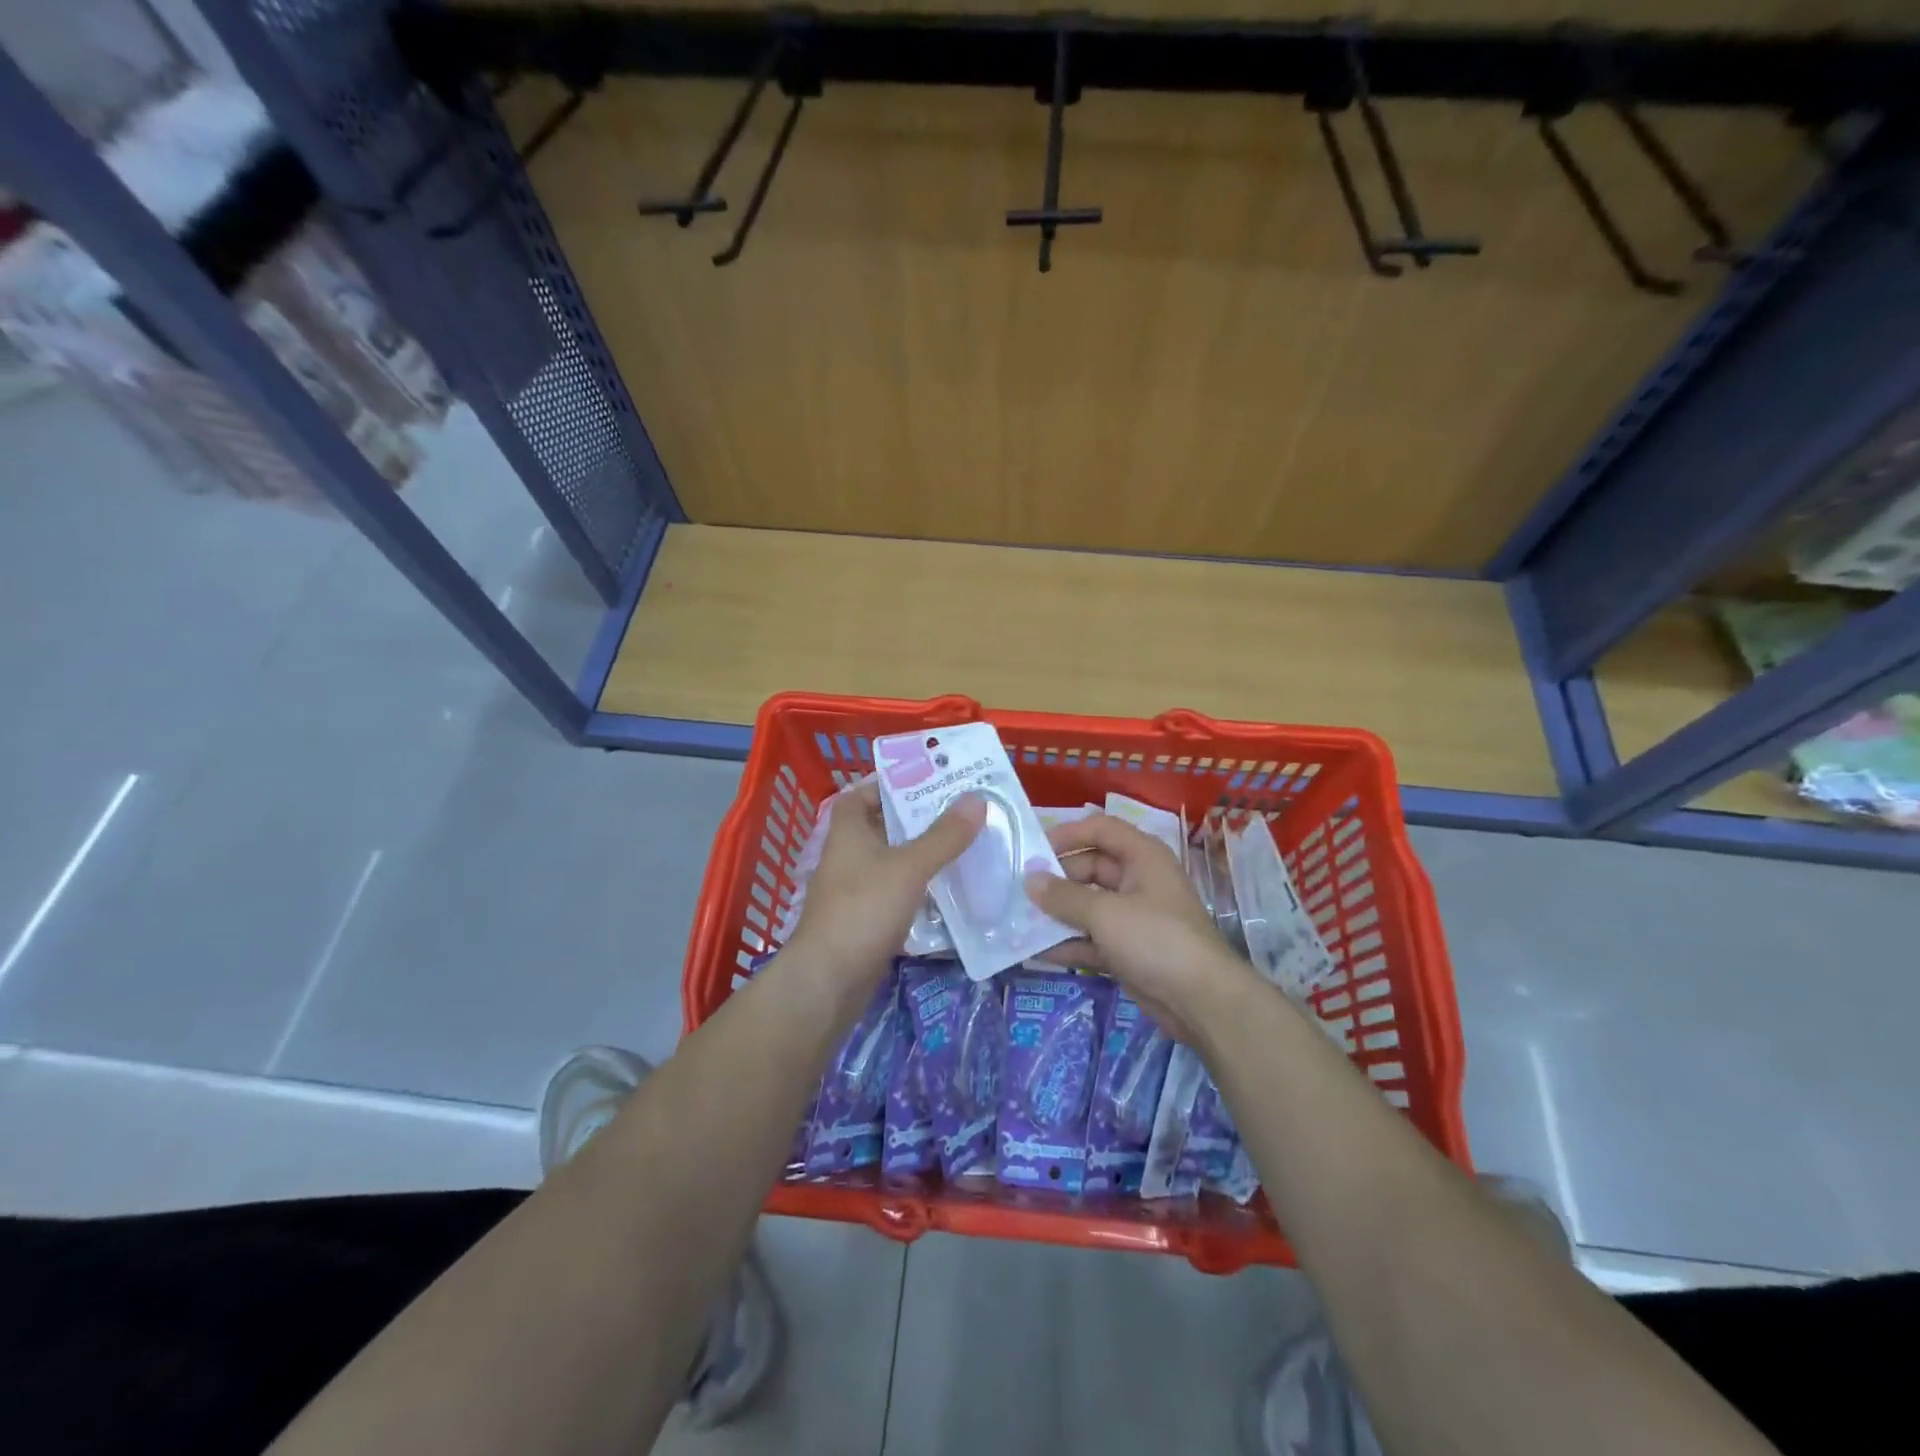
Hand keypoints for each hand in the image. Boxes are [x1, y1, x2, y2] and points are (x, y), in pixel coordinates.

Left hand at [785, 780, 984, 991]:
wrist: (829, 980)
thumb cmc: (863, 910)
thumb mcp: (908, 867)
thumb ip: (943, 835)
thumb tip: (976, 799)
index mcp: (848, 830)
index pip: (864, 793)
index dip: (892, 784)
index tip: (930, 780)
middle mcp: (849, 854)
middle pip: (885, 826)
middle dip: (920, 818)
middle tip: (962, 809)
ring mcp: (856, 888)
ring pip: (894, 860)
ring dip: (924, 853)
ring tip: (966, 842)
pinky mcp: (866, 918)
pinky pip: (897, 891)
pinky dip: (920, 886)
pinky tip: (950, 887)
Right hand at [1023, 812, 1255, 1039]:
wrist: (1202, 1001)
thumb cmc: (1155, 939)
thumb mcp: (1105, 913)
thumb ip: (1063, 896)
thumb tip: (1030, 880)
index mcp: (1142, 857)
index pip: (1100, 829)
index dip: (1068, 834)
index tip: (1033, 850)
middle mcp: (1138, 880)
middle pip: (1090, 868)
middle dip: (1056, 879)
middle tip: (1019, 890)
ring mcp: (1134, 917)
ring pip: (1088, 905)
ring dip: (1058, 913)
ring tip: (1019, 919)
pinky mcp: (1129, 950)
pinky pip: (1092, 938)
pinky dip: (1069, 943)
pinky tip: (1037, 952)